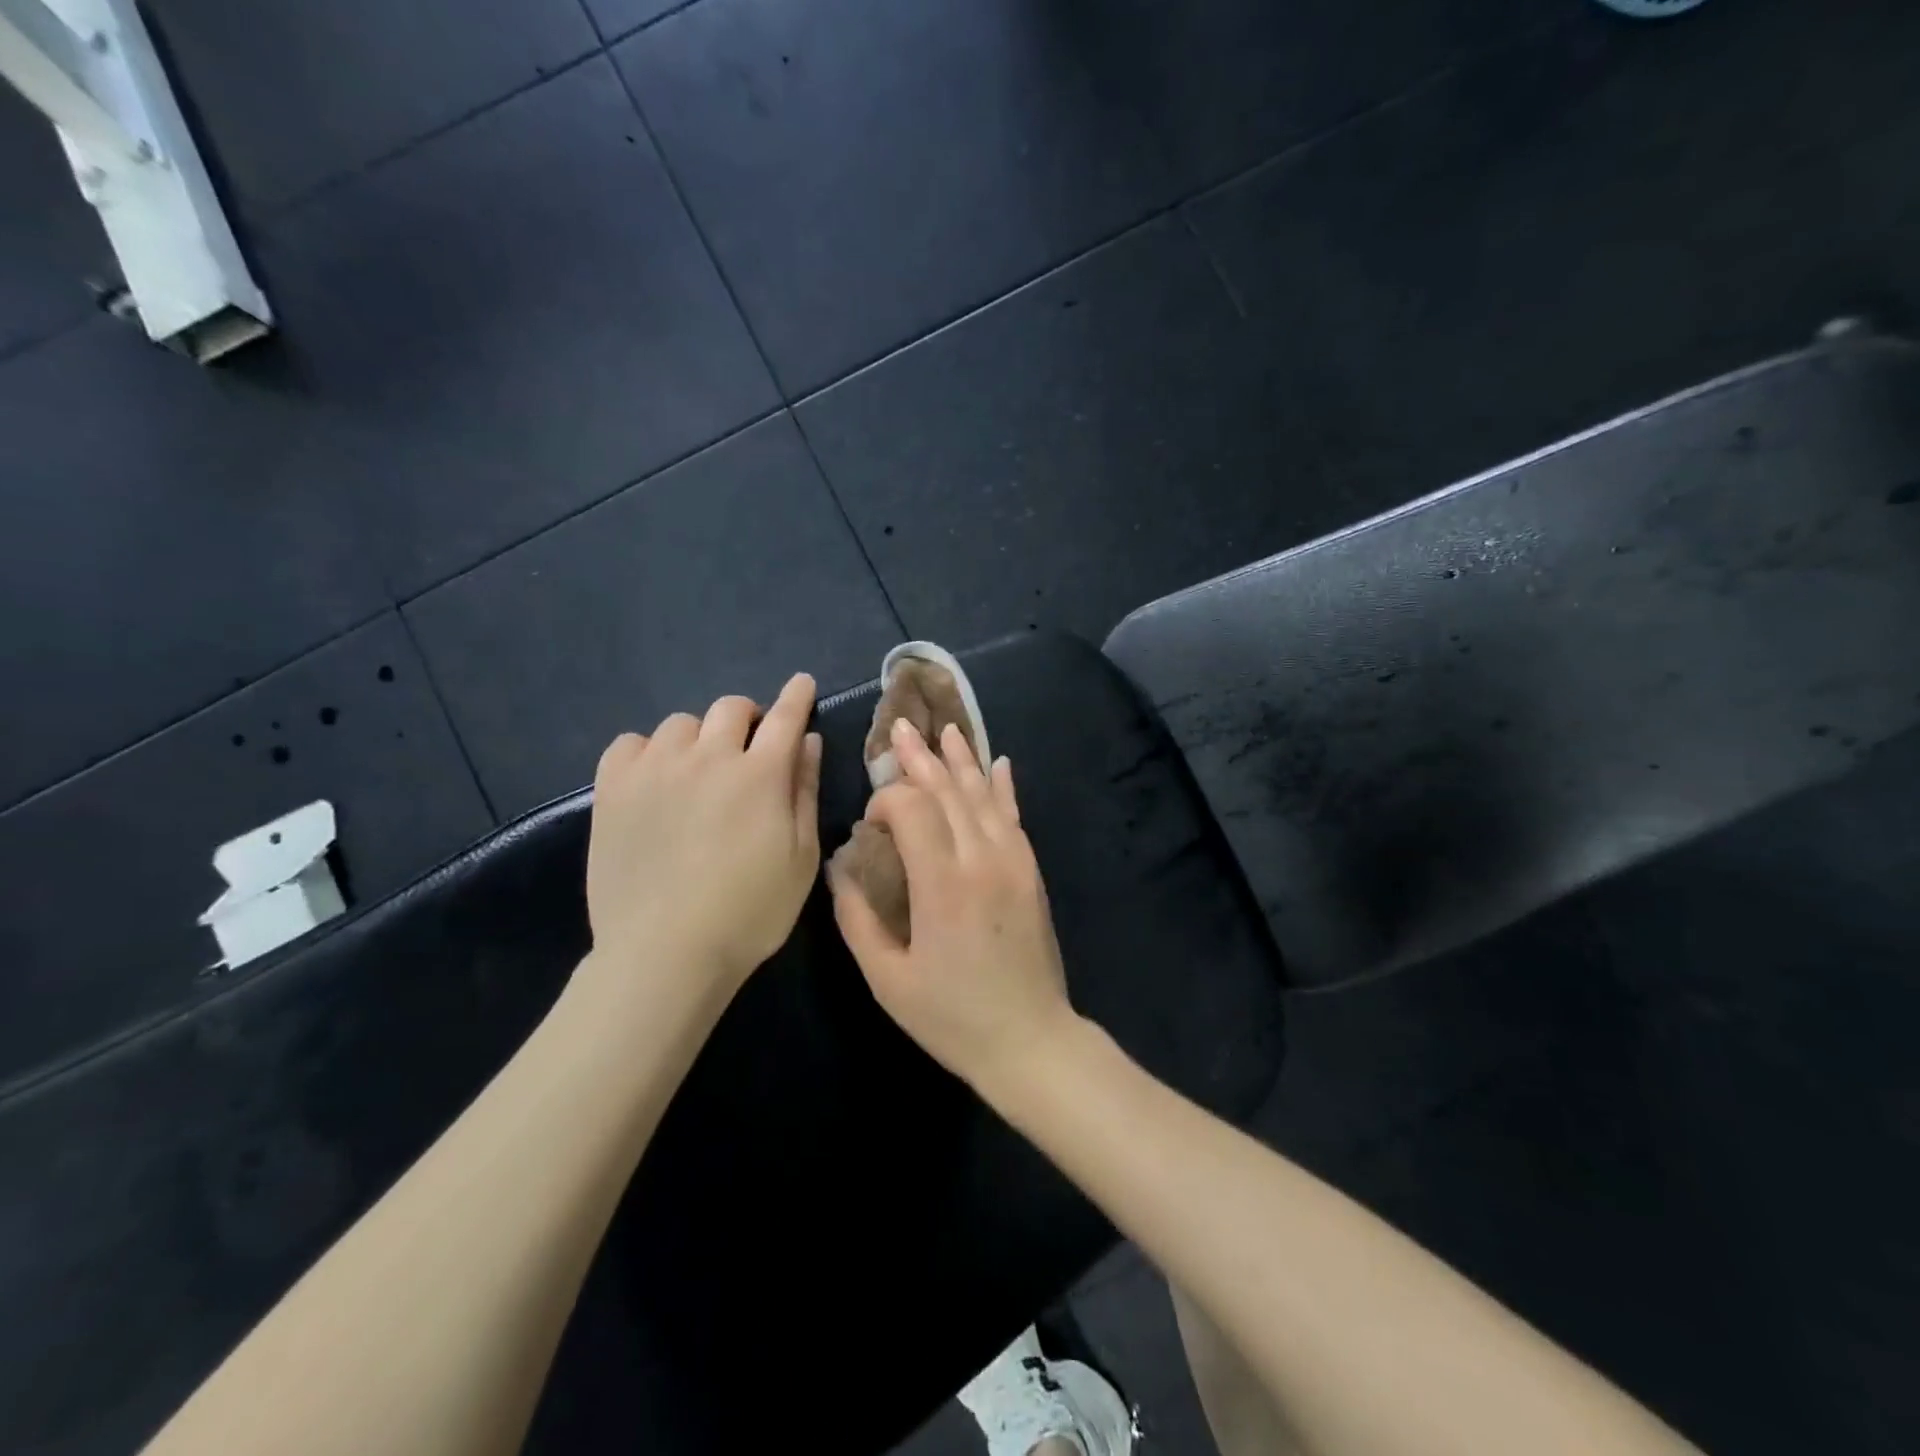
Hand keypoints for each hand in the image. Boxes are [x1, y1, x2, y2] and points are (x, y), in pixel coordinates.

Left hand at [582, 674, 822, 1003]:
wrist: (665, 954)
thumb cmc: (750, 912)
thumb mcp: (800, 858)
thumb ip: (804, 793)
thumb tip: (808, 742)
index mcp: (760, 775)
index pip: (784, 717)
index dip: (796, 696)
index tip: (801, 683)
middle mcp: (707, 758)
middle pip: (730, 708)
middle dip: (748, 718)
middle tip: (749, 746)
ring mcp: (655, 770)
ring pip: (681, 723)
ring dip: (699, 737)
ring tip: (698, 770)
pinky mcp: (613, 789)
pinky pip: (631, 743)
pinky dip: (649, 751)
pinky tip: (655, 779)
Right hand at [831, 717, 1079, 1094]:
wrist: (1030, 1040)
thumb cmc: (951, 1016)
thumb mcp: (888, 979)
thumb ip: (857, 919)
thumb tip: (840, 870)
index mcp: (942, 884)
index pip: (913, 809)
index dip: (887, 799)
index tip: (870, 821)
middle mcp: (981, 859)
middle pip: (948, 790)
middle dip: (921, 758)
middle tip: (900, 727)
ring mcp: (1013, 861)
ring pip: (982, 795)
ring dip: (960, 759)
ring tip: (944, 729)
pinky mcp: (1030, 870)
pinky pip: (1013, 816)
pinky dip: (1002, 786)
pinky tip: (997, 761)